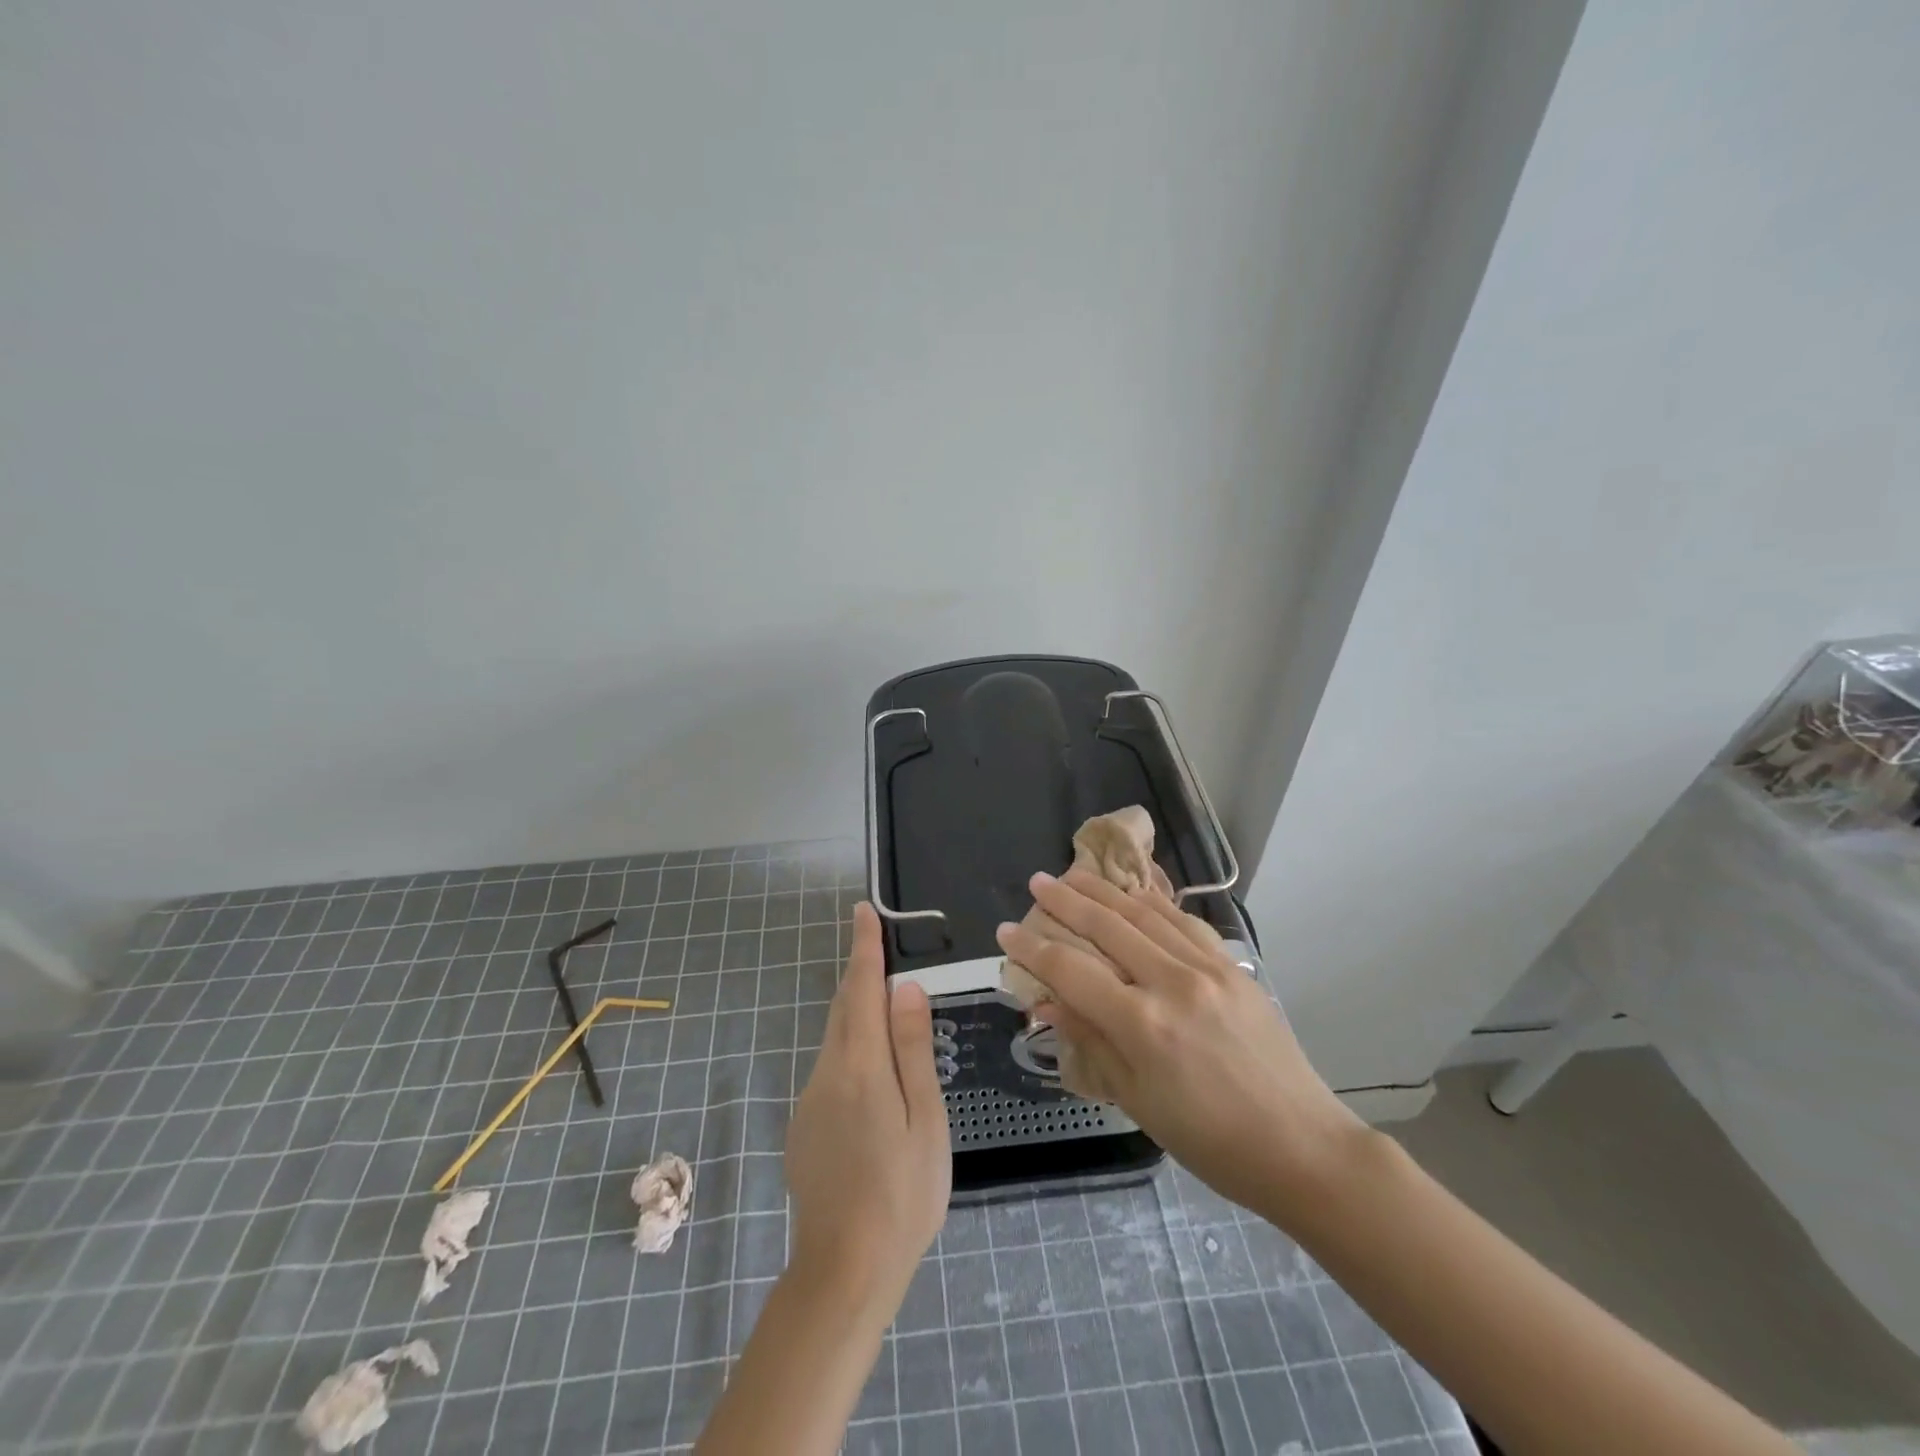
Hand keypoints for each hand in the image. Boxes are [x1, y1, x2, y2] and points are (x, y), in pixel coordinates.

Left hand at [785, 901, 949, 1307]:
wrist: (843, 1271)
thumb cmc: (902, 1194)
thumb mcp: (925, 1120)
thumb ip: (913, 1050)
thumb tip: (906, 988)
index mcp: (861, 1067)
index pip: (861, 990)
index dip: (863, 948)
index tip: (863, 911)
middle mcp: (827, 1073)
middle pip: (843, 1009)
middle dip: (860, 975)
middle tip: (880, 949)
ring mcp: (810, 1101)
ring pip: (836, 1039)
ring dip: (858, 1014)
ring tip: (889, 1012)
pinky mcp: (804, 1127)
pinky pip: (831, 1070)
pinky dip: (852, 1051)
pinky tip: (874, 1078)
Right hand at [996, 869, 1367, 1222]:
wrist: (1301, 1146)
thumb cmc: (1210, 1140)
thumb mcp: (1137, 1100)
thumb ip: (1091, 1040)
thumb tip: (1048, 1001)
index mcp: (1142, 1025)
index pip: (1072, 971)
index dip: (1033, 949)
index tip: (1006, 930)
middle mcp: (1172, 983)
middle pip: (1107, 927)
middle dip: (1065, 901)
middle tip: (1036, 882)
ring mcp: (1208, 968)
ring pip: (1144, 914)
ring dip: (1105, 891)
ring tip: (1074, 874)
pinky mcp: (1233, 966)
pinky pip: (1184, 922)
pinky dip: (1153, 902)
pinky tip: (1135, 892)